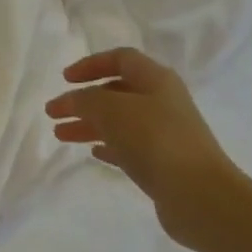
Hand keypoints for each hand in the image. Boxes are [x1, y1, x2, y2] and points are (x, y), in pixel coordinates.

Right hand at [46, 47, 241, 249]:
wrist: (197, 193)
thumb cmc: (154, 139)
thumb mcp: (111, 110)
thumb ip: (85, 100)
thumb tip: (72, 100)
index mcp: (156, 80)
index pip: (121, 59)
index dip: (91, 64)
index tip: (65, 79)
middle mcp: (162, 102)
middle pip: (117, 92)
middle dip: (83, 100)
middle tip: (53, 112)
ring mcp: (164, 134)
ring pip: (119, 121)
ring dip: (89, 124)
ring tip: (60, 135)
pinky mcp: (162, 163)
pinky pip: (129, 147)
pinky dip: (108, 146)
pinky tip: (93, 152)